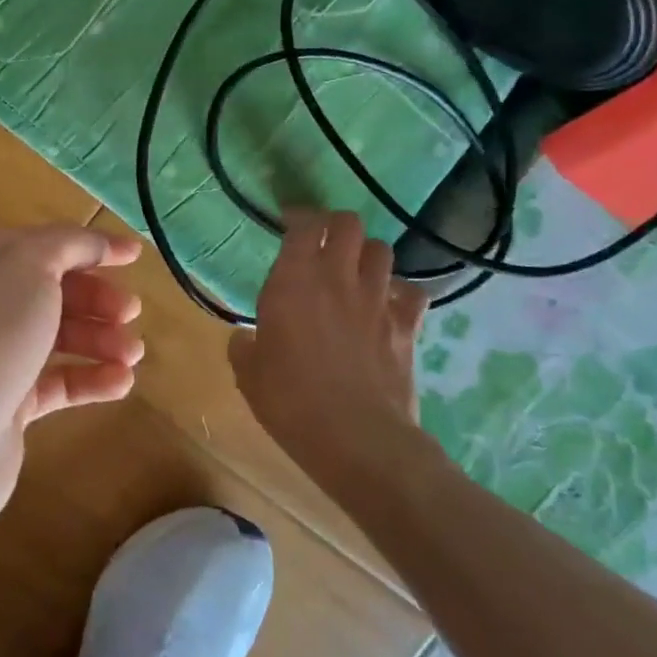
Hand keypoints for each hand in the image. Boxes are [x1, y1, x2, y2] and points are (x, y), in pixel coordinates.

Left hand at [0, 226, 143, 534]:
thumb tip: (100, 243)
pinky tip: (122, 382)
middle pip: (49, 292)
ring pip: (55, 338)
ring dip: (100, 340)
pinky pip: (56, 384)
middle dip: (95, 298)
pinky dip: (90, 380)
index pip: (38, 245)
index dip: (86, 247)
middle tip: (130, 311)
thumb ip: (67, 244)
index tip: (133, 257)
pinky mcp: (6, 406)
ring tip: (133, 353)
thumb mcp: (29, 264)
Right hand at [228, 211, 430, 494]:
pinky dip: (400, 292)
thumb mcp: (248, 374)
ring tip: (354, 270)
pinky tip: (388, 305)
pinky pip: (412, 292)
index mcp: (293, 282)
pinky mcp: (407, 327)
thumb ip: (244, 345)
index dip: (296, 217)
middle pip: (348, 223)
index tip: (287, 224)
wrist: (357, 438)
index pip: (302, 226)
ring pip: (381, 250)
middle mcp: (337, 279)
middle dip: (334, 225)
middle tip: (321, 240)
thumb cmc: (290, 401)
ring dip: (365, 254)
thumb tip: (245, 339)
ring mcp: (377, 301)